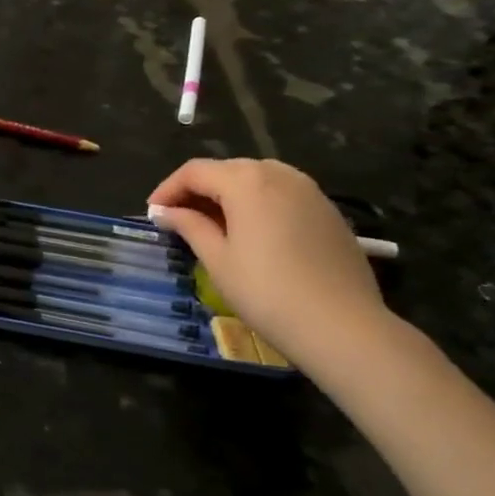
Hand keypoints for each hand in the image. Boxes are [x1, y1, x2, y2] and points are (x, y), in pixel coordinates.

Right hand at [148, 158, 389, 369]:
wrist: (342, 325)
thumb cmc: (266, 292)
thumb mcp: (217, 259)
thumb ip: (189, 226)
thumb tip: (164, 212)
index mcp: (246, 181)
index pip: (195, 171)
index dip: (167, 189)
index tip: (152, 214)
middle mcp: (279, 174)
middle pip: (226, 169)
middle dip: (197, 189)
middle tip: (177, 219)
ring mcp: (310, 191)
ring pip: (257, 178)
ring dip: (228, 194)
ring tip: (212, 224)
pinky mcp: (328, 211)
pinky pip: (282, 194)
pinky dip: (257, 203)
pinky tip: (251, 232)